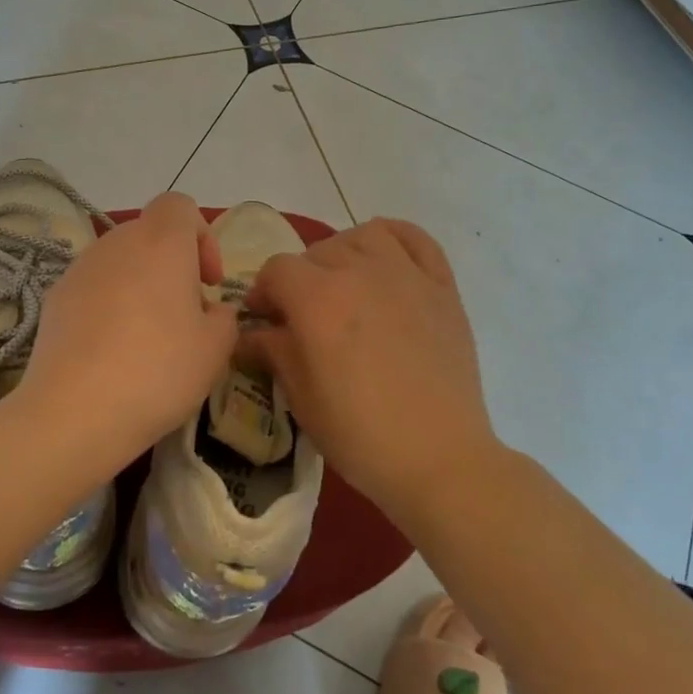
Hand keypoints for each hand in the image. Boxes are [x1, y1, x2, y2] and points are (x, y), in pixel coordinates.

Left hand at [20, 191, 238, 463]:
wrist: (75, 410)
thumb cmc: (159, 370)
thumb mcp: (216, 348)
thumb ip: (224, 317)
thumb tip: (209, 311)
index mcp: (161, 242)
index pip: (180, 206)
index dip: (202, 236)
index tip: (208, 282)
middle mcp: (117, 243)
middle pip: (150, 234)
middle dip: (172, 265)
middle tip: (184, 314)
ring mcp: (80, 268)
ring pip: (120, 262)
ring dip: (140, 286)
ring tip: (148, 337)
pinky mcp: (55, 298)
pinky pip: (93, 288)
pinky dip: (109, 306)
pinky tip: (112, 351)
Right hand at [239, 219, 495, 518]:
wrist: (438, 457)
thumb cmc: (359, 434)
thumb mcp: (301, 396)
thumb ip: (273, 351)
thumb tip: (250, 333)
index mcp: (317, 298)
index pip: (276, 271)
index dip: (262, 293)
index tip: (263, 321)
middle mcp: (360, 271)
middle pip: (317, 252)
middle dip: (299, 279)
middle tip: (302, 317)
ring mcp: (406, 274)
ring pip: (363, 236)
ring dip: (343, 254)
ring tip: (344, 285)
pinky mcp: (442, 286)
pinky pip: (416, 239)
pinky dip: (395, 238)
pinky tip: (385, 259)